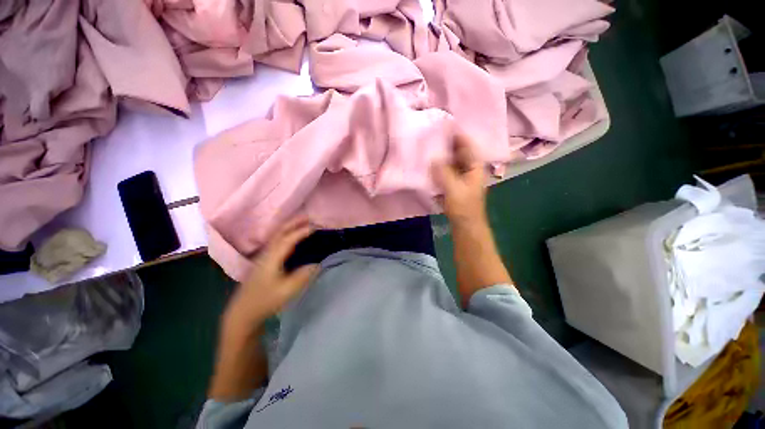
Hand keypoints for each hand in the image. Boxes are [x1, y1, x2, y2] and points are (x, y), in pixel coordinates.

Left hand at [222, 216, 318, 333]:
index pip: (288, 239)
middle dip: (294, 223)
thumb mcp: (287, 291)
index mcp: (271, 258)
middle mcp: (266, 253)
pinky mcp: (263, 261)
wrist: (242, 313)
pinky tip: (292, 238)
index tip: (315, 227)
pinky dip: (286, 235)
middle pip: (280, 233)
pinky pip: (276, 242)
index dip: (301, 231)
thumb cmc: (265, 301)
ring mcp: (263, 257)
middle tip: (309, 217)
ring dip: (289, 227)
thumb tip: (317, 264)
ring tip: (303, 223)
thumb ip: (303, 276)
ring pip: (277, 236)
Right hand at [432, 134, 487, 226]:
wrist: (466, 226)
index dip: (456, 134)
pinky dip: (438, 168)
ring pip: (450, 162)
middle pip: (457, 152)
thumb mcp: (453, 188)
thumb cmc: (464, 207)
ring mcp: (461, 177)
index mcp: (474, 166)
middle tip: (430, 137)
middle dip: (445, 145)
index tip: (442, 126)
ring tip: (427, 149)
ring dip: (440, 157)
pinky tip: (428, 166)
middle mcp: (469, 169)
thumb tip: (433, 159)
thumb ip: (443, 172)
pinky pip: (445, 172)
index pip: (466, 145)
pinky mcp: (453, 185)